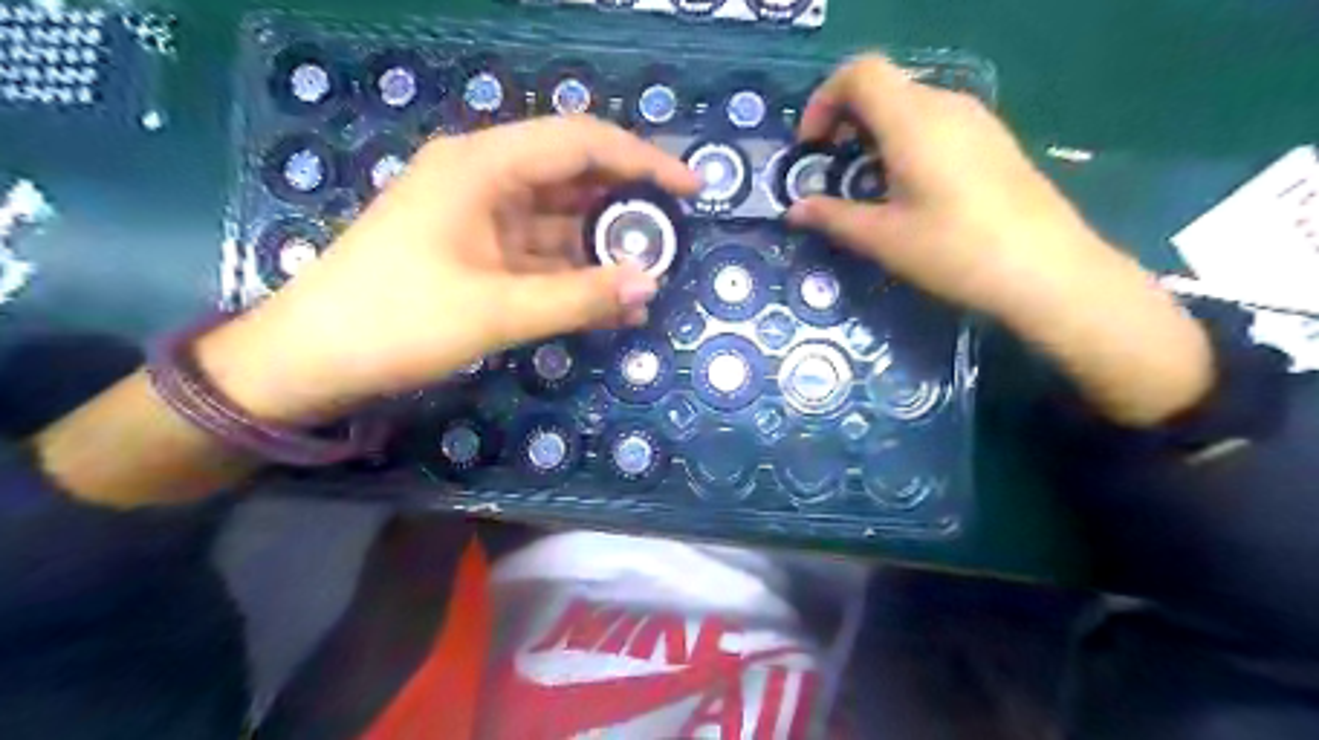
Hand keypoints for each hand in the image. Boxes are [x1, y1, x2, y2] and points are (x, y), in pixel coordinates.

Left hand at [192, 116, 700, 424]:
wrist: (312, 358)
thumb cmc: (397, 321)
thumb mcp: (496, 310)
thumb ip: (579, 297)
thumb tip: (650, 286)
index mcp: (483, 166)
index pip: (581, 142)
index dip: (643, 160)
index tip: (691, 189)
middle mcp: (484, 177)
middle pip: (573, 177)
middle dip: (626, 208)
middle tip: (673, 241)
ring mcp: (480, 215)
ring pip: (559, 220)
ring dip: (602, 249)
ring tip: (649, 280)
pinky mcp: (477, 250)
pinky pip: (540, 253)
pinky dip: (574, 274)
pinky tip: (609, 301)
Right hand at [787, 54, 1208, 423]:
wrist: (1047, 270)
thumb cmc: (955, 251)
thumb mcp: (883, 238)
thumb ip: (833, 217)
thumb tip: (794, 210)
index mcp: (913, 120)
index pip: (859, 73)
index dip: (824, 100)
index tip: (812, 147)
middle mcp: (946, 105)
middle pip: (884, 86)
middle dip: (846, 120)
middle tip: (833, 170)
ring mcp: (976, 120)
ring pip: (911, 104)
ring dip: (877, 133)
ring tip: (869, 185)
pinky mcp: (994, 140)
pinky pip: (937, 122)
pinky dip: (907, 141)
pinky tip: (911, 190)